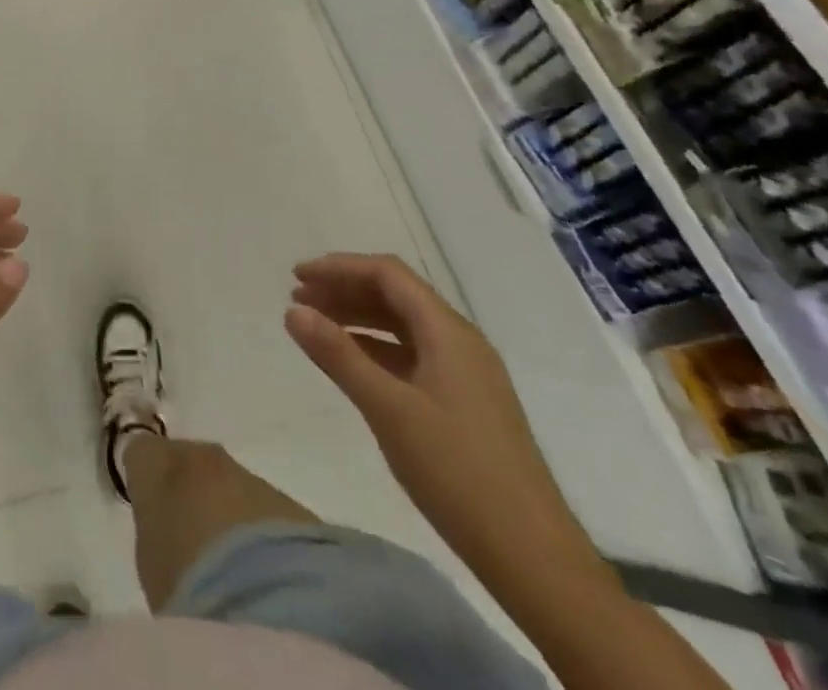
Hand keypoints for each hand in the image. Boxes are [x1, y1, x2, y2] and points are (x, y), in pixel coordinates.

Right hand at [284, 254, 600, 586]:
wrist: (534, 558)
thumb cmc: (458, 473)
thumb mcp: (389, 410)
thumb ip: (339, 355)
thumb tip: (293, 311)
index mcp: (448, 331)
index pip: (388, 274)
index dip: (340, 268)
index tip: (298, 276)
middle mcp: (460, 341)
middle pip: (395, 295)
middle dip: (345, 290)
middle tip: (298, 299)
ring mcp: (466, 374)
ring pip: (403, 326)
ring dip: (358, 318)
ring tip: (315, 326)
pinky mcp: (465, 404)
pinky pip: (412, 356)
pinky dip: (376, 349)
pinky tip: (353, 364)